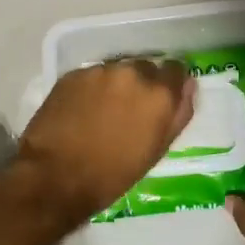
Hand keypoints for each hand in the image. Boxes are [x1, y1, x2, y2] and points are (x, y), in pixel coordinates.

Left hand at [16, 58, 195, 223]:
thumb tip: (189, 86)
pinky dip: (92, 88)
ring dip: (116, 85)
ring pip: (117, 70)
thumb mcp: (157, 150)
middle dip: (142, 84)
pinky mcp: (73, 74)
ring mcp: (100, 71)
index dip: (170, 84)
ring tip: (103, 112)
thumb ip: (179, 114)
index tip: (162, 100)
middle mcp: (133, 72)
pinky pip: (92, 76)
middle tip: (129, 111)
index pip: (176, 70)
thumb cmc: (113, 174)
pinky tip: (82, 111)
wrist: (55, 177)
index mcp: (159, 93)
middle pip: (146, 68)